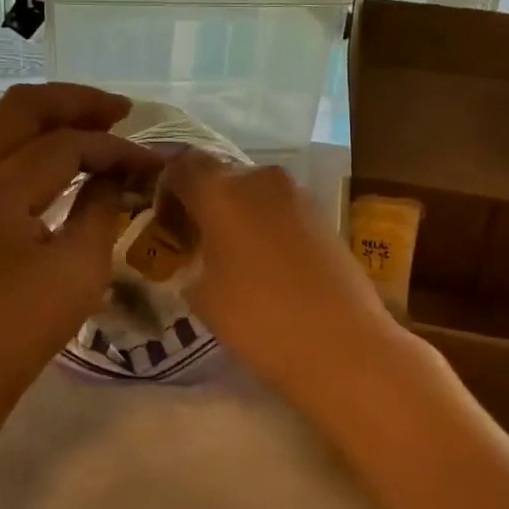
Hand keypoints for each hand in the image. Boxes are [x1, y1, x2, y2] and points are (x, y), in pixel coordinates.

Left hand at [0, 83, 159, 433]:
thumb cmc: (23, 328)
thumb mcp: (79, 268)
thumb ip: (101, 206)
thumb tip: (118, 172)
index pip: (64, 144)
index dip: (114, 148)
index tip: (150, 161)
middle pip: (24, 107)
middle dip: (77, 102)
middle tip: (122, 112)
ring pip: (6, 122)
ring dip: (53, 117)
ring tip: (100, 126)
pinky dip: (33, 141)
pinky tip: (66, 156)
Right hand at [162, 152, 402, 395]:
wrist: (343, 344)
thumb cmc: (259, 319)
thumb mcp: (202, 296)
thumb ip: (191, 260)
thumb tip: (197, 253)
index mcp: (221, 191)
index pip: (182, 164)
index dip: (167, 186)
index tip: (166, 221)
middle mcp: (260, 179)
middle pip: (220, 175)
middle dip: (203, 202)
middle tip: (196, 241)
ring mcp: (298, 194)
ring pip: (253, 192)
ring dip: (237, 214)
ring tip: (232, 257)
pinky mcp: (324, 215)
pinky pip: (281, 209)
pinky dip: (266, 226)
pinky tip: (267, 265)